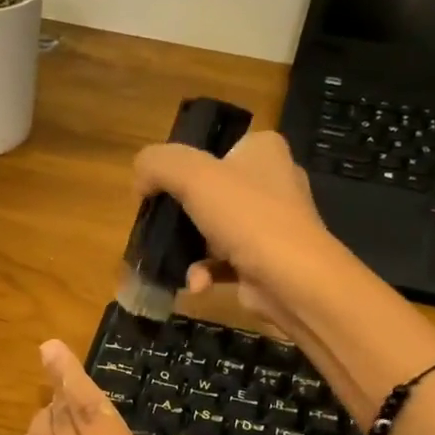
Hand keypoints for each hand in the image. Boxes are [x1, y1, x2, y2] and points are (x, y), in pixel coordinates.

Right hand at [133, 130, 434, 420]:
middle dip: (179, 216)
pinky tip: (196, 284)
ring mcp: (270, 224)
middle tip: (158, 229)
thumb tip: (140, 181)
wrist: (293, 280)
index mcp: (262, 150)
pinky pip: (223, 262)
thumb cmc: (247, 217)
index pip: (211, 149)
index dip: (179, 169)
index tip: (156, 192)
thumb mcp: (192, 175)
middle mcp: (270, 182)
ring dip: (188, 249)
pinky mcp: (264, 260)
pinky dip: (205, 272)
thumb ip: (157, 164)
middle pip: (207, 192)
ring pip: (211, 229)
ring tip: (173, 262)